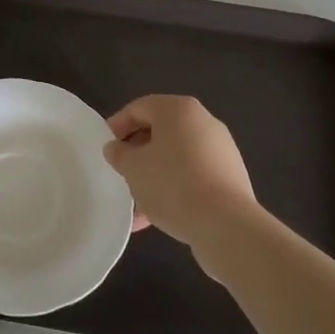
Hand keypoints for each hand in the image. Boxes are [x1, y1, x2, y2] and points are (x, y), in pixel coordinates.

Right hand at [104, 96, 258, 258]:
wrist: (226, 225)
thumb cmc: (172, 184)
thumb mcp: (133, 168)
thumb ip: (119, 154)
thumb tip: (116, 148)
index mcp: (179, 109)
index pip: (139, 108)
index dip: (117, 125)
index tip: (105, 148)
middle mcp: (203, 122)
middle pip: (160, 132)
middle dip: (137, 153)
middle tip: (120, 173)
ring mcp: (220, 150)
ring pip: (176, 157)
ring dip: (154, 176)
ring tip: (135, 204)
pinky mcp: (230, 178)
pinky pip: (193, 176)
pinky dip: (174, 189)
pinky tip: (156, 217)